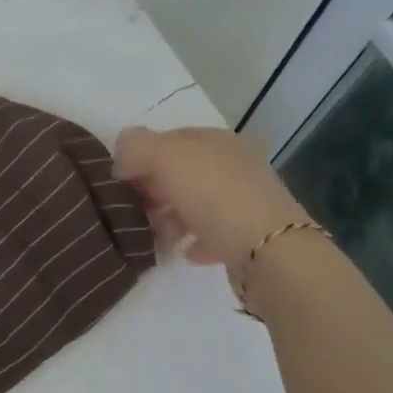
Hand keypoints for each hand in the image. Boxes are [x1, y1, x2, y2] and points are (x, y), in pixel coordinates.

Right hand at [112, 126, 309, 267]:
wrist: (271, 254)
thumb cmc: (215, 196)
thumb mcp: (166, 158)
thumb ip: (136, 147)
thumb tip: (122, 156)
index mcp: (218, 140)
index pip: (170, 138)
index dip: (141, 155)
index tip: (120, 181)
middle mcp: (235, 165)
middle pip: (182, 172)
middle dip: (154, 189)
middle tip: (133, 209)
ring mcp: (246, 201)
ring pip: (195, 203)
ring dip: (170, 217)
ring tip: (155, 234)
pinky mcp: (251, 237)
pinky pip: (213, 234)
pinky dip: (194, 240)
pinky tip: (184, 251)